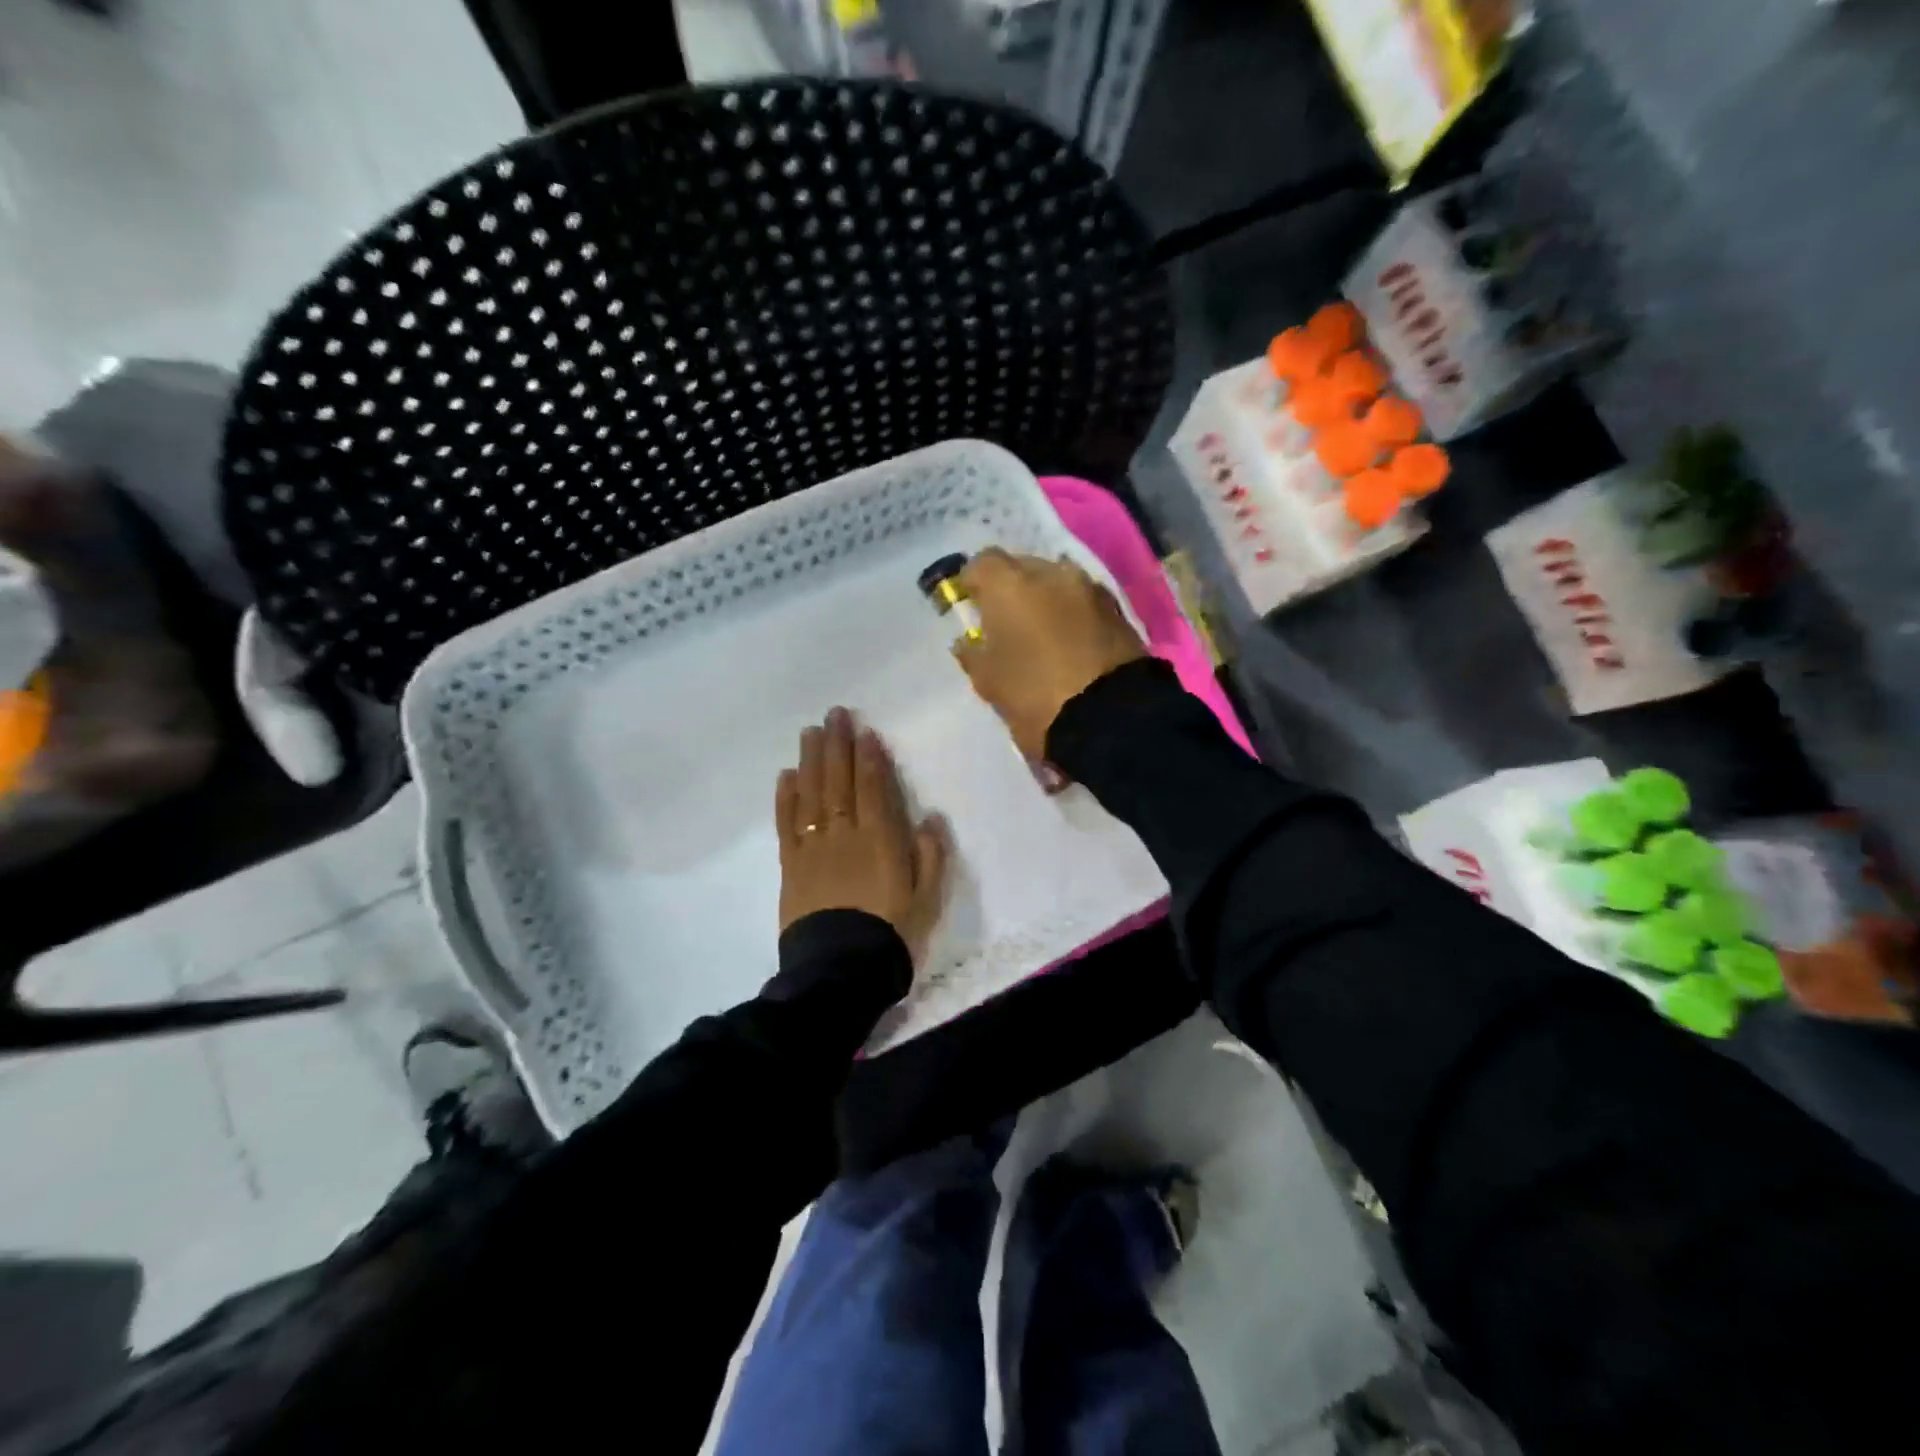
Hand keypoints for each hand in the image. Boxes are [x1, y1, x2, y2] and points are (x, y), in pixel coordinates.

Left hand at [776, 707, 948, 962]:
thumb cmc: (890, 933)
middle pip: (839, 782)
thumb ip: (930, 856)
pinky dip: (786, 798)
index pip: (873, 788)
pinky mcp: (791, 865)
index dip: (869, 758)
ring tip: (810, 732)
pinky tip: (786, 776)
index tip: (864, 731)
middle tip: (834, 715)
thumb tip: (930, 818)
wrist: (841, 970)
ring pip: (812, 795)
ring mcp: (814, 848)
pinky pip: (787, 824)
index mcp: (880, 840)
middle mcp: (844, 834)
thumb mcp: (927, 899)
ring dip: (811, 761)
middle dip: (838, 745)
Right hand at [952, 550, 1146, 761]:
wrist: (1109, 717)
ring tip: (1040, 631)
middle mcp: (1051, 573)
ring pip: (1057, 582)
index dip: (973, 582)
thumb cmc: (1034, 695)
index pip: (982, 563)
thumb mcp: (988, 681)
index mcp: (1010, 585)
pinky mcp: (1118, 609)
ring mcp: (1089, 588)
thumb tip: (969, 641)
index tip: (970, 605)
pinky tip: (1070, 640)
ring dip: (1045, 598)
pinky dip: (1072, 613)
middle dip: (1011, 588)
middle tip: (1005, 621)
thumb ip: (972, 654)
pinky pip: (1083, 601)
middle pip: (1022, 566)